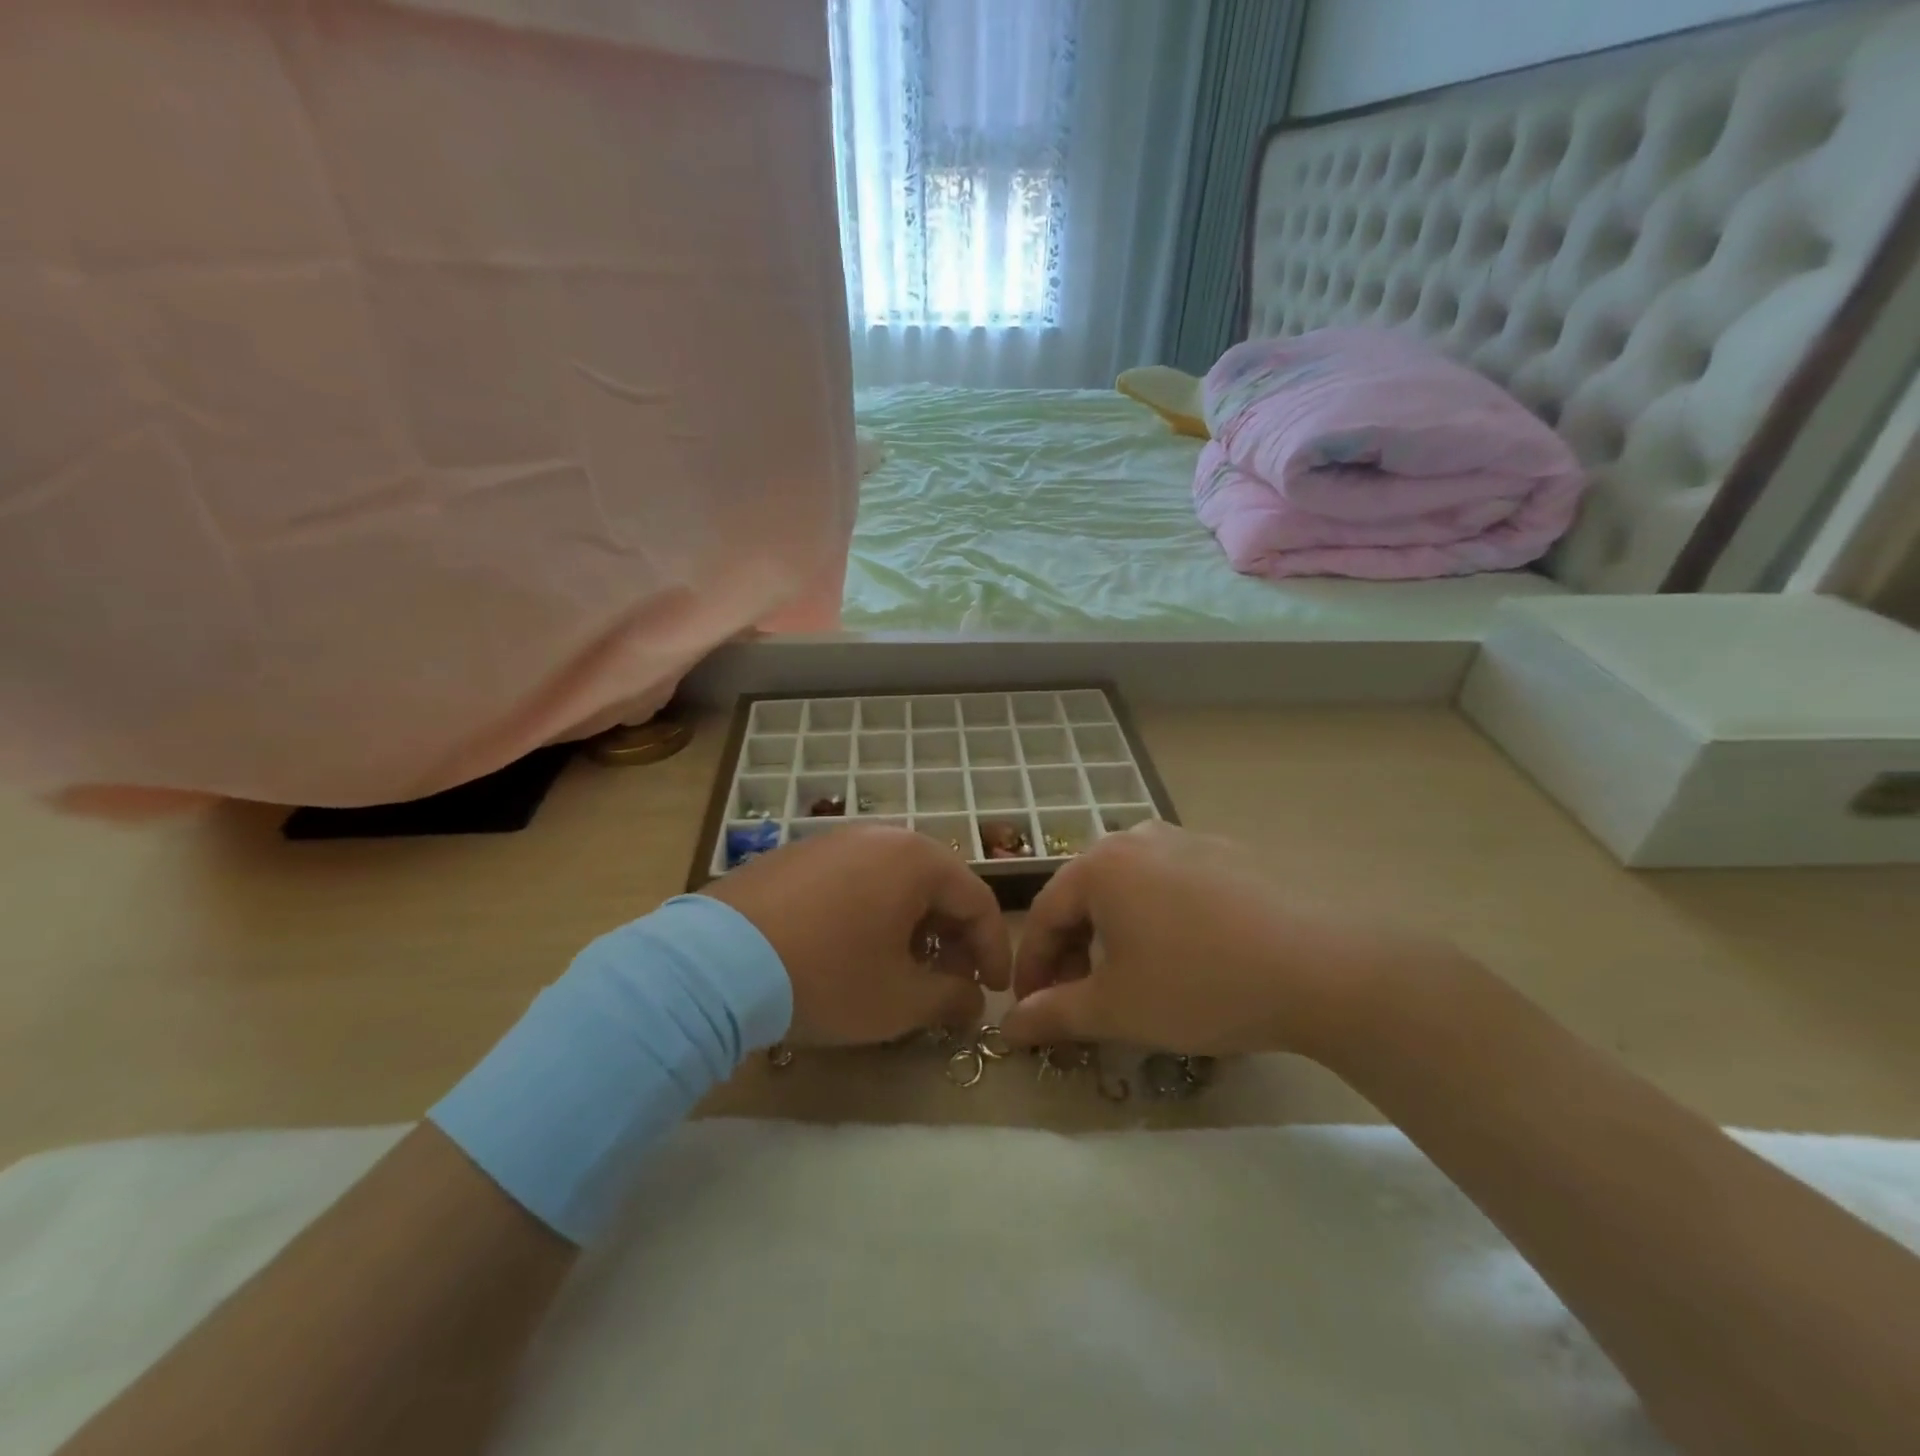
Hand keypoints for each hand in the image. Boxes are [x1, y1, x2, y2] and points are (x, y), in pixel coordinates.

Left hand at [703, 825, 1010, 1045]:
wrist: (716, 962)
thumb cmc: (827, 975)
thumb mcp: (899, 1000)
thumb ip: (950, 998)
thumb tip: (972, 1000)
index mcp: (916, 859)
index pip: (977, 900)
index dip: (993, 949)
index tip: (992, 991)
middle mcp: (879, 835)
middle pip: (936, 886)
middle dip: (951, 937)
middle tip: (949, 982)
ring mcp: (833, 839)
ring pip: (893, 881)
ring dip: (911, 924)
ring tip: (901, 968)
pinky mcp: (796, 855)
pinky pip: (853, 879)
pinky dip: (869, 912)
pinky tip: (851, 948)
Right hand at [1001, 822, 1453, 1059]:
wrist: (1323, 967)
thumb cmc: (1200, 984)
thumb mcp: (1118, 1009)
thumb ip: (1054, 1014)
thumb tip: (1009, 1026)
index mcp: (1100, 865)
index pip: (1044, 915)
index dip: (1032, 968)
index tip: (1030, 1011)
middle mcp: (1137, 838)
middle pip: (1085, 897)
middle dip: (1073, 951)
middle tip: (1078, 1000)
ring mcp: (1188, 839)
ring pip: (1129, 889)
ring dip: (1114, 935)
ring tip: (1129, 979)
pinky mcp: (1230, 854)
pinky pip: (1173, 885)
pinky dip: (1158, 920)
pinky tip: (1185, 956)